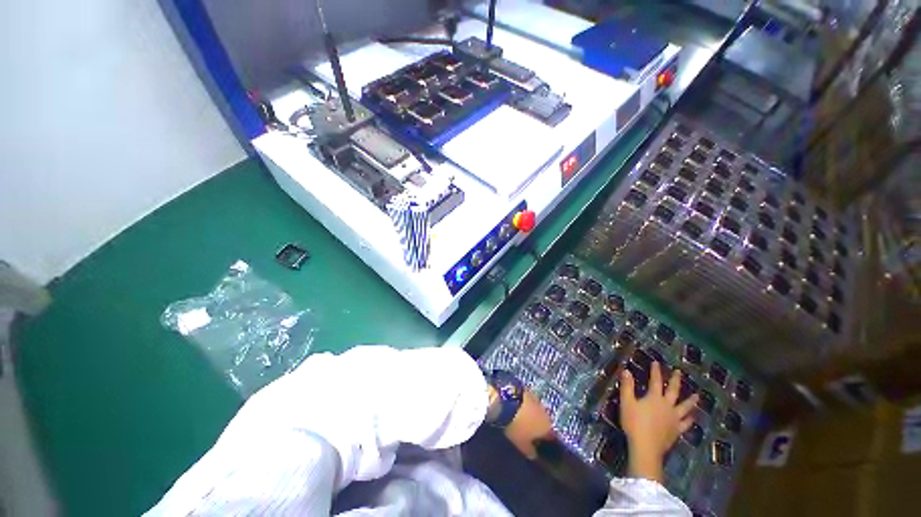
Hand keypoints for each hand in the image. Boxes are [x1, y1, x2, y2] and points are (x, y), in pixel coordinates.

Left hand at [490, 386, 554, 459]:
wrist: (505, 399)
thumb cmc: (516, 426)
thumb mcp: (521, 444)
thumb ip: (529, 451)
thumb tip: (534, 455)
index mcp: (547, 426)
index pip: (551, 436)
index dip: (545, 440)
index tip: (538, 444)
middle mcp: (545, 411)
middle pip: (543, 420)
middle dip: (537, 424)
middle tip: (527, 429)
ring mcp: (535, 397)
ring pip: (535, 408)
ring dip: (530, 412)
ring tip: (519, 417)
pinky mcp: (525, 388)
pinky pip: (526, 399)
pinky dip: (523, 403)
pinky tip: (514, 406)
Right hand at [619, 362, 698, 482]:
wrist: (646, 447)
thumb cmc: (634, 423)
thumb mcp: (626, 402)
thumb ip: (627, 386)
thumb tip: (626, 370)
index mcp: (655, 398)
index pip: (656, 381)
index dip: (656, 371)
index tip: (656, 362)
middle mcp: (667, 406)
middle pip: (674, 392)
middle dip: (676, 381)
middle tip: (679, 372)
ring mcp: (674, 419)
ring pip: (685, 408)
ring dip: (690, 401)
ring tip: (696, 396)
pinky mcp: (676, 431)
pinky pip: (686, 424)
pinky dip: (690, 419)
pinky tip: (692, 418)